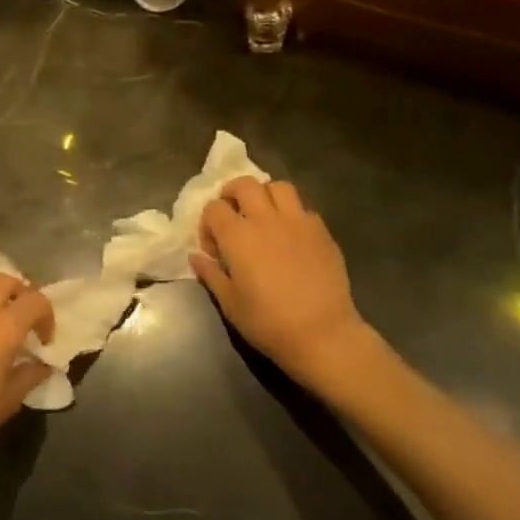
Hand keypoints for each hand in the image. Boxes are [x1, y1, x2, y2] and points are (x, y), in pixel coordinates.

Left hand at [0, 274, 55, 456]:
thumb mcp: (10, 400)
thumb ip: (30, 376)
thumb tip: (44, 365)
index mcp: (5, 328)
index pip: (35, 301)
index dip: (47, 316)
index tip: (45, 340)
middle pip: (5, 280)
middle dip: (21, 292)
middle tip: (26, 317)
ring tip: (1, 314)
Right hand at [191, 177, 371, 388]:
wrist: (322, 334)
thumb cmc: (268, 322)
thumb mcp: (230, 303)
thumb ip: (211, 274)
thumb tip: (196, 257)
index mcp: (238, 236)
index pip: (214, 208)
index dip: (207, 224)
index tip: (213, 248)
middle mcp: (266, 220)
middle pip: (244, 184)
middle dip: (232, 194)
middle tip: (232, 215)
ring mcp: (298, 222)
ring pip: (278, 187)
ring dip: (265, 195)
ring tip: (263, 216)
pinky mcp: (322, 231)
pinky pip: (303, 208)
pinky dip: (291, 214)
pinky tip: (290, 236)